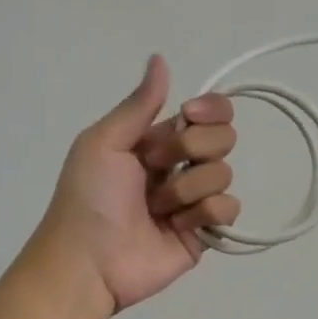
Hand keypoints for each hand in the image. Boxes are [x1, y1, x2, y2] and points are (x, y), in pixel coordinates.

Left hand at [33, 55, 240, 314]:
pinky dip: (205, 214)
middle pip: (223, 138)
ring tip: (157, 209)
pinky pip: (229, 209)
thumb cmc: (89, 197)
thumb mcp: (103, 142)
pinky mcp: (205, 232)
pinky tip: (178, 227)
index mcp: (158, 140)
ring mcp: (195, 201)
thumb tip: (160, 57)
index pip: (209, 112)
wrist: (88, 261)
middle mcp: (181, 166)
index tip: (188, 116)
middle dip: (192, 150)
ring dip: (187, 189)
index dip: (210, 110)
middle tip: (155, 169)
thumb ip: (139, 104)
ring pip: (224, 173)